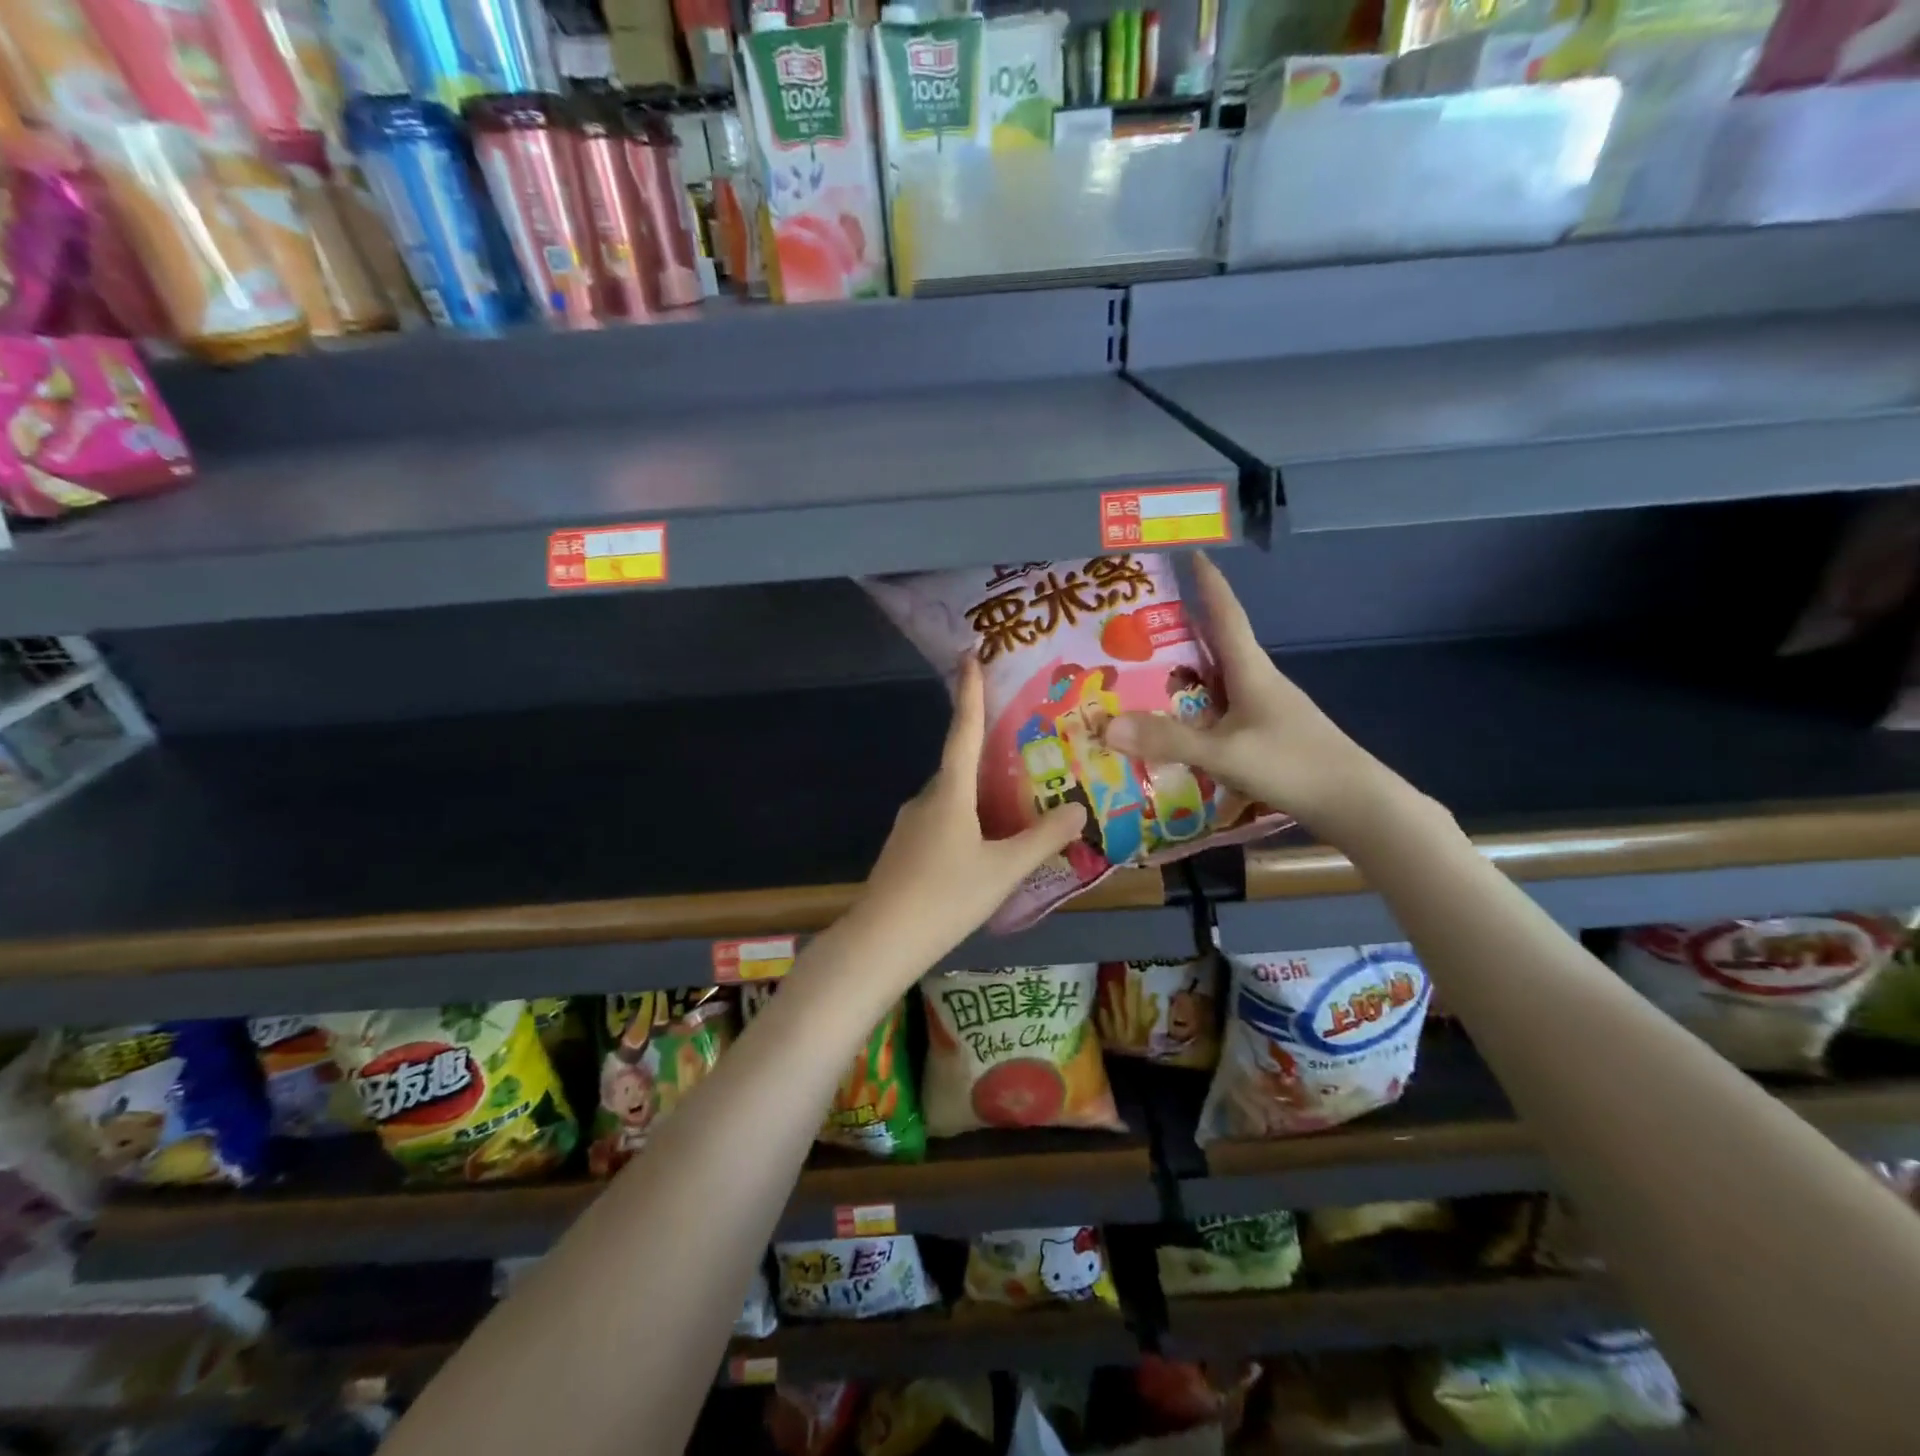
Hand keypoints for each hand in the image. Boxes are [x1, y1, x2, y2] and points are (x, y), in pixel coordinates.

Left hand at [851, 656, 1086, 974]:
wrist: (882, 940)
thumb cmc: (946, 897)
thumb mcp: (1003, 870)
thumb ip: (1042, 840)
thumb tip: (1077, 808)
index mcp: (949, 794)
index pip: (963, 731)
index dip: (969, 693)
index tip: (969, 655)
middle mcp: (926, 800)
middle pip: (959, 766)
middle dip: (986, 751)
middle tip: (1022, 746)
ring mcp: (910, 825)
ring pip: (951, 797)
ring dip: (978, 792)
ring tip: (1013, 801)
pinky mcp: (904, 850)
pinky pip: (941, 820)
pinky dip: (965, 818)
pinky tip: (983, 844)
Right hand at [1102, 554, 1402, 840]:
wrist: (1354, 804)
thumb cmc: (1293, 764)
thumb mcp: (1224, 754)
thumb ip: (1167, 740)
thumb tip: (1105, 726)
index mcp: (1252, 671)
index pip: (1226, 615)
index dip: (1209, 584)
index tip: (1192, 553)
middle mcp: (1258, 682)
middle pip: (1218, 645)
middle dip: (1184, 629)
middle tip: (1141, 622)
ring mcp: (1265, 710)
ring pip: (1218, 681)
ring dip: (1187, 672)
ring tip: (1146, 673)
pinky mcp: (1267, 736)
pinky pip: (1221, 711)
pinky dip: (1196, 709)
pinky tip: (1177, 725)